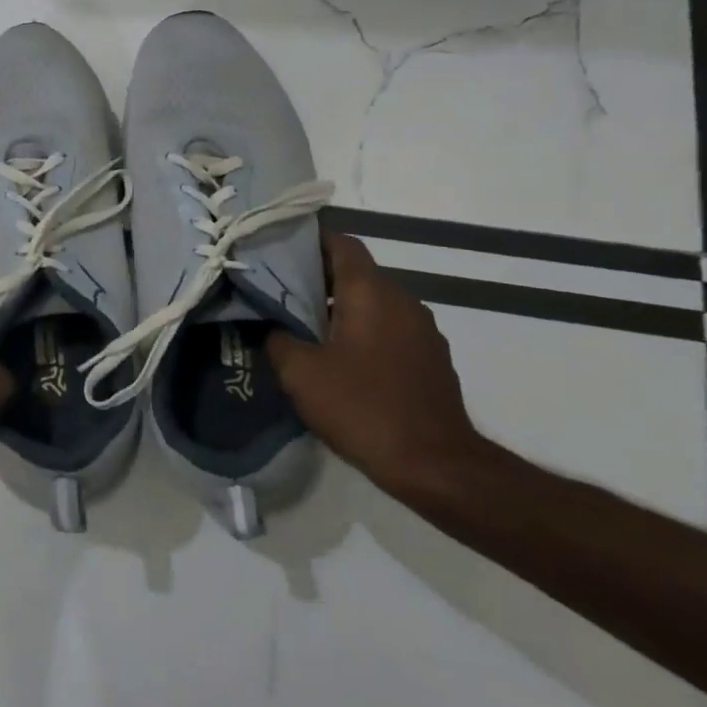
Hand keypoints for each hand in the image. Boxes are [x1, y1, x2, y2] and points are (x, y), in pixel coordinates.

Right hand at [266, 227, 483, 496]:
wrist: (436, 465)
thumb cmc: (363, 408)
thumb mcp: (300, 374)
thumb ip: (278, 339)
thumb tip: (271, 326)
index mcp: (371, 292)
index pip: (342, 244)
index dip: (310, 241)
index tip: (279, 250)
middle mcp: (402, 300)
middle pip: (356, 273)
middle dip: (319, 278)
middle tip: (281, 294)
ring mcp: (423, 330)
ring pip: (374, 302)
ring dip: (342, 308)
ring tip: (306, 328)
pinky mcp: (432, 358)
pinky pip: (390, 329)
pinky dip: (364, 331)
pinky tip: (342, 360)